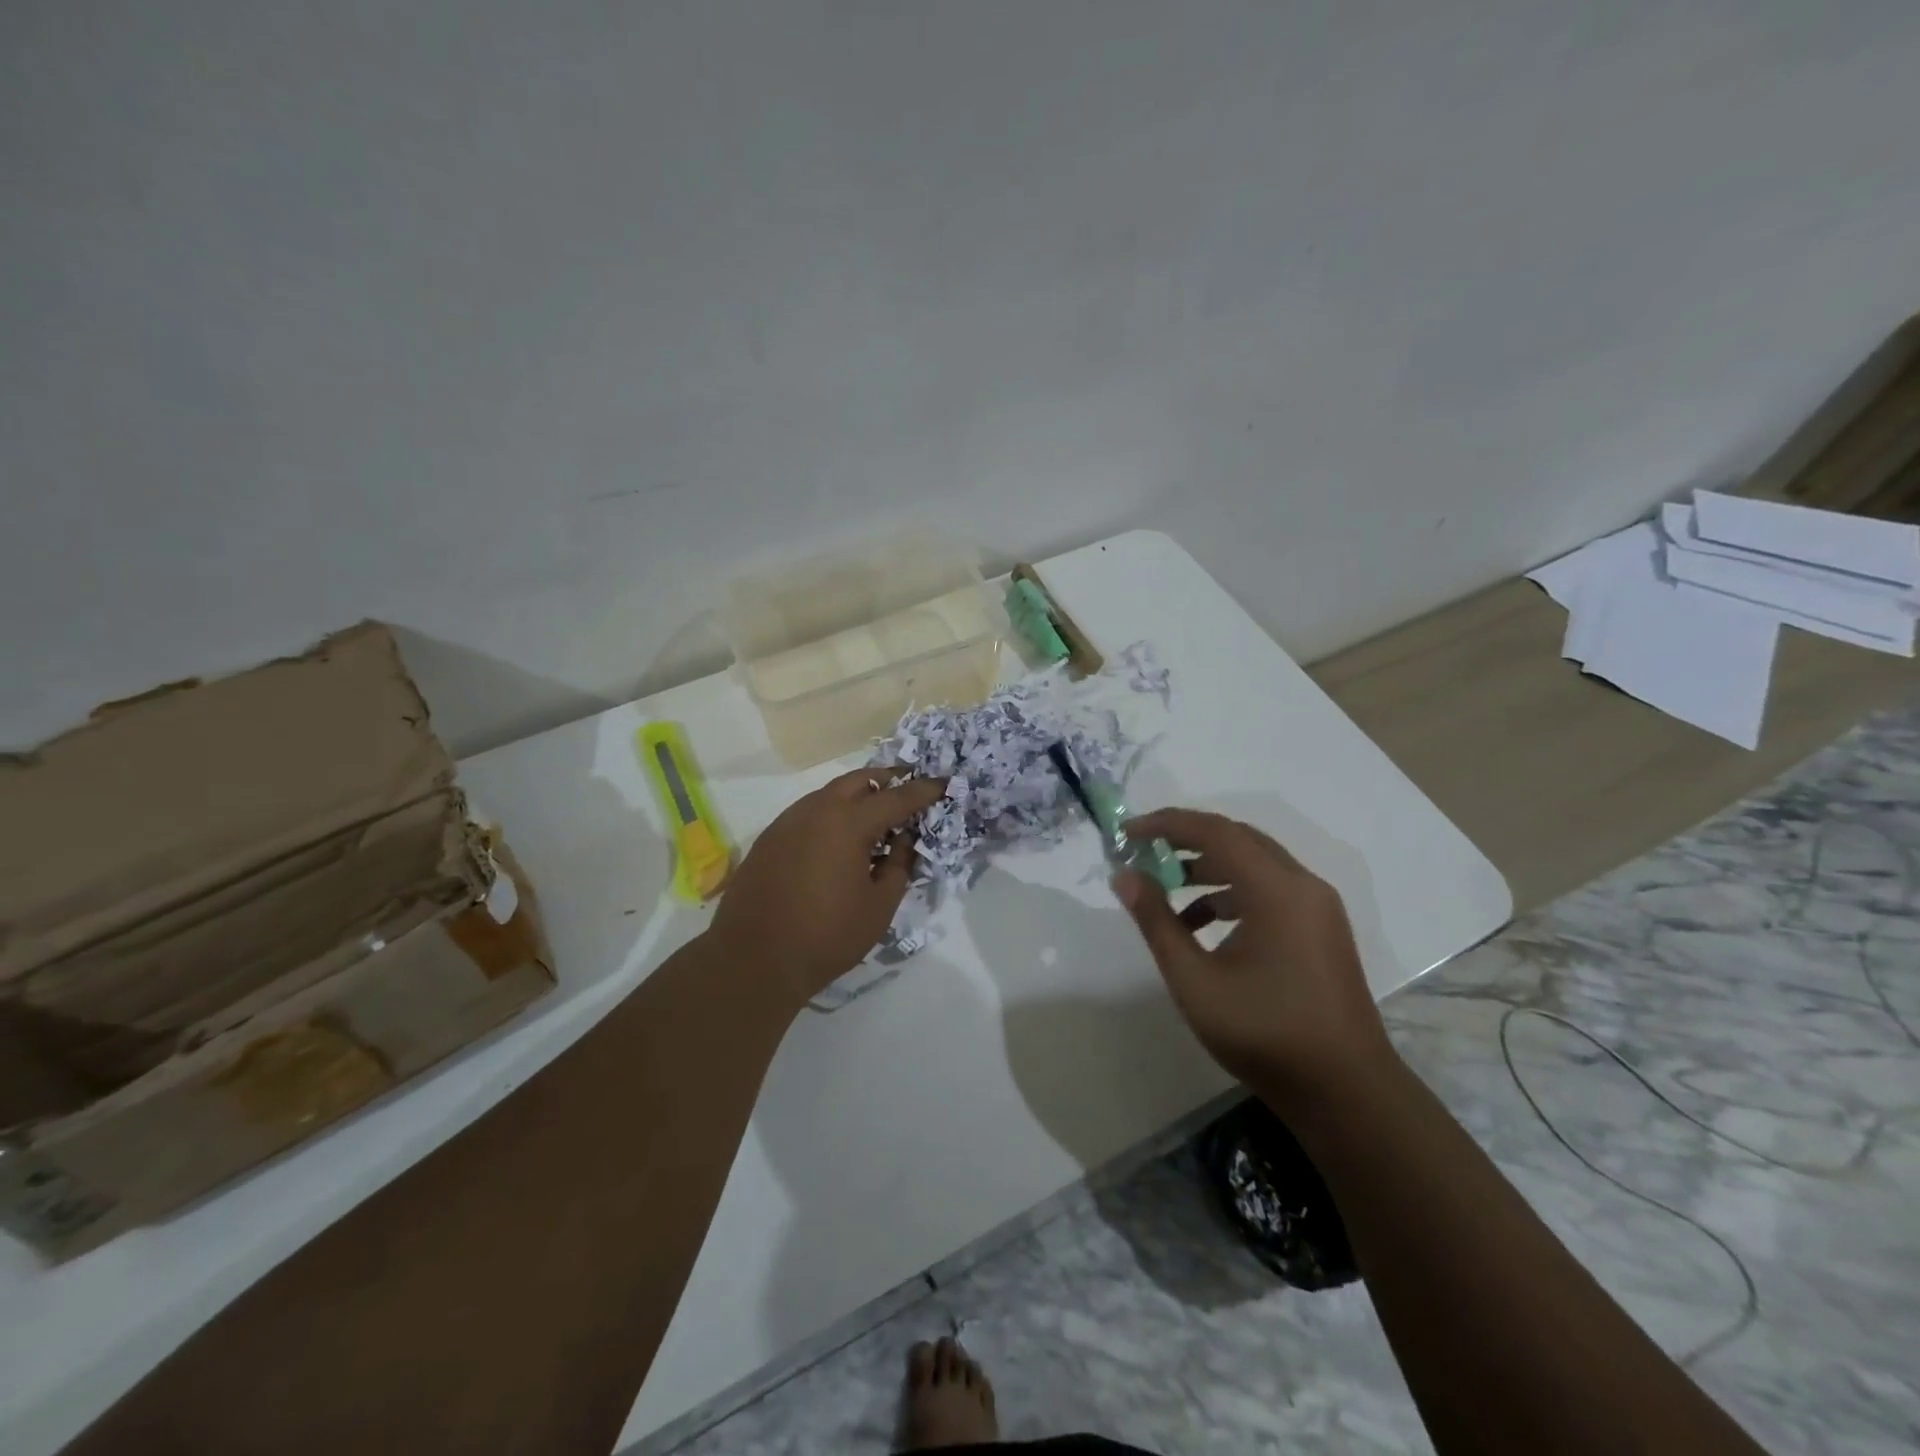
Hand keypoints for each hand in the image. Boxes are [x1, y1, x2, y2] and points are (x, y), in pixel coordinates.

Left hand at [707, 766, 946, 1002]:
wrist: (753, 960)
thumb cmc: (826, 937)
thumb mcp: (878, 907)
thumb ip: (898, 867)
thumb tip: (904, 841)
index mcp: (848, 824)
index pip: (896, 798)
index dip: (923, 791)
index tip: (943, 783)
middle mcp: (816, 811)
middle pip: (858, 780)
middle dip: (887, 779)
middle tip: (908, 786)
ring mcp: (787, 822)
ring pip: (829, 793)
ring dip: (856, 795)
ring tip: (875, 813)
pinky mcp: (769, 838)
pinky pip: (808, 812)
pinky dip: (832, 813)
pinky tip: (839, 837)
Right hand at [1113, 808, 1397, 1114]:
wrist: (1346, 1092)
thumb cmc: (1265, 1034)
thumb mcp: (1195, 980)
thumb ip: (1157, 922)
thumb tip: (1125, 877)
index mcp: (1277, 890)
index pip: (1215, 832)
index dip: (1166, 824)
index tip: (1126, 833)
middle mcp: (1302, 885)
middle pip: (1237, 839)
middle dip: (1185, 840)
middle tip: (1142, 852)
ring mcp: (1317, 907)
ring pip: (1254, 864)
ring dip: (1207, 868)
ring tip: (1165, 888)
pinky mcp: (1320, 929)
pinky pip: (1270, 890)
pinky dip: (1231, 893)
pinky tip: (1201, 925)